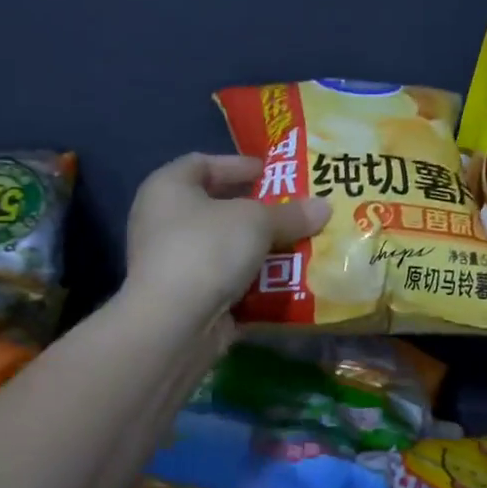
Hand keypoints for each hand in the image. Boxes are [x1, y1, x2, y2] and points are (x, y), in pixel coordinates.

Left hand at [124, 153, 329, 322]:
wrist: (173, 324)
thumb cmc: (207, 249)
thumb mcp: (257, 222)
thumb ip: (291, 214)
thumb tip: (324, 207)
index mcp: (167, 188)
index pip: (201, 163)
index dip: (237, 165)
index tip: (271, 173)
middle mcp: (162, 221)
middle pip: (216, 207)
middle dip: (256, 210)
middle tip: (292, 210)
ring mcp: (171, 262)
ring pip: (223, 247)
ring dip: (258, 247)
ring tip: (298, 244)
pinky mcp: (183, 297)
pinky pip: (224, 280)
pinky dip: (252, 280)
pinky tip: (284, 279)